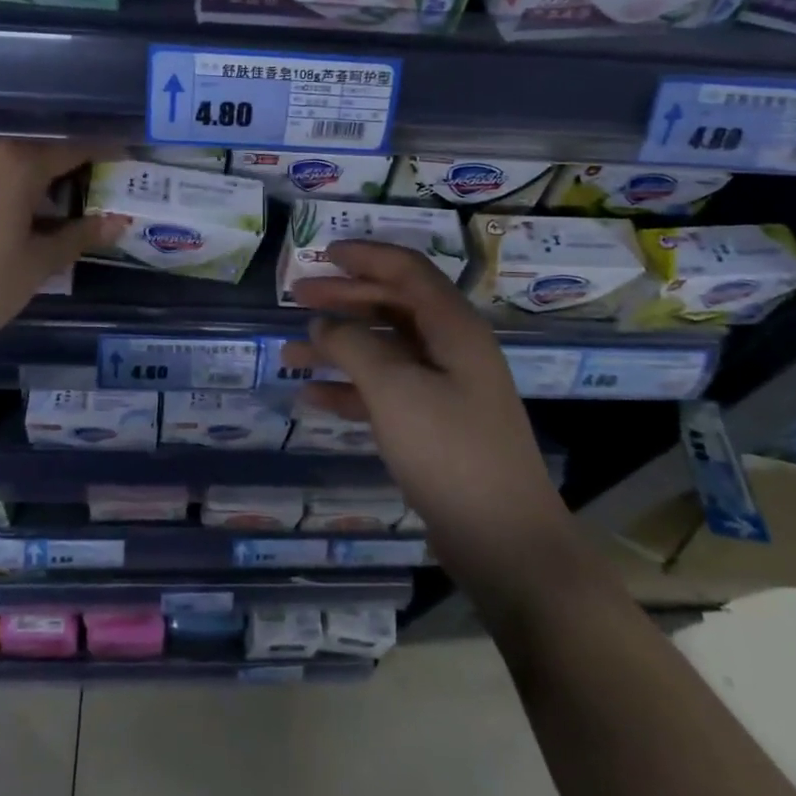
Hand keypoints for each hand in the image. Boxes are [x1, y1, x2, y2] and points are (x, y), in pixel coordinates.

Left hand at [0, 138, 120, 363]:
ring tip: (35, 202)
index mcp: (14, 163)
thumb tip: (118, 221)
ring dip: (20, 172)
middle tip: (78, 190)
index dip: (100, 153)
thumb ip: (79, 235)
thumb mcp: (37, 265)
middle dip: (58, 166)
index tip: (120, 156)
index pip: (70, 150)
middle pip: (31, 149)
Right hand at [286, 242, 572, 594]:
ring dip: (339, 347)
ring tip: (290, 352)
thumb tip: (324, 324)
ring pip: (384, 351)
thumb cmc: (450, 452)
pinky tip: (311, 398)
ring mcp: (444, 389)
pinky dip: (350, 389)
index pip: (407, 271)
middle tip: (297, 298)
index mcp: (453, 328)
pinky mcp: (434, 426)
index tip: (323, 254)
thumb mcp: (395, 390)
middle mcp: (451, 349)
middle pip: (392, 306)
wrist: (505, 541)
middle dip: (344, 298)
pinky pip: (385, 392)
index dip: (366, 256)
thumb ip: (354, 346)